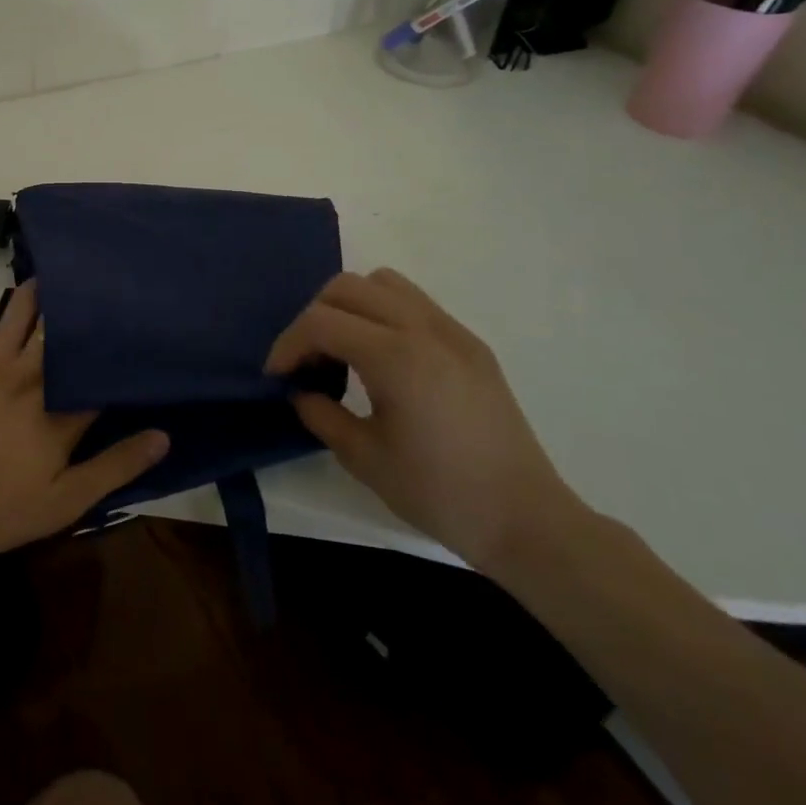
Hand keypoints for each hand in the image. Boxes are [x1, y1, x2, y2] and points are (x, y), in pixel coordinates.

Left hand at [0, 282, 168, 561]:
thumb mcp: (62, 503)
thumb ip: (114, 467)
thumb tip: (163, 435)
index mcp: (60, 411)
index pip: (101, 372)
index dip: (122, 353)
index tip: (143, 333)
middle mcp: (31, 376)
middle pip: (65, 332)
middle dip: (87, 310)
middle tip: (110, 289)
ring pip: (27, 314)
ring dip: (48, 293)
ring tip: (68, 275)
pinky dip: (16, 310)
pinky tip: (26, 301)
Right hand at [267, 269, 582, 570]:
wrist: (527, 520)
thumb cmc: (440, 494)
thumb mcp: (364, 459)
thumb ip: (321, 414)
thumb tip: (301, 391)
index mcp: (396, 357)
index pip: (321, 322)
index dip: (289, 344)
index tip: (277, 376)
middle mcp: (424, 329)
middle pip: (347, 287)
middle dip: (314, 317)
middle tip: (306, 360)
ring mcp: (452, 332)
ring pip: (383, 283)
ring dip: (350, 306)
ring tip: (343, 349)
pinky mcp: (470, 344)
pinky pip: (414, 303)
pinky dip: (383, 314)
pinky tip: (383, 359)